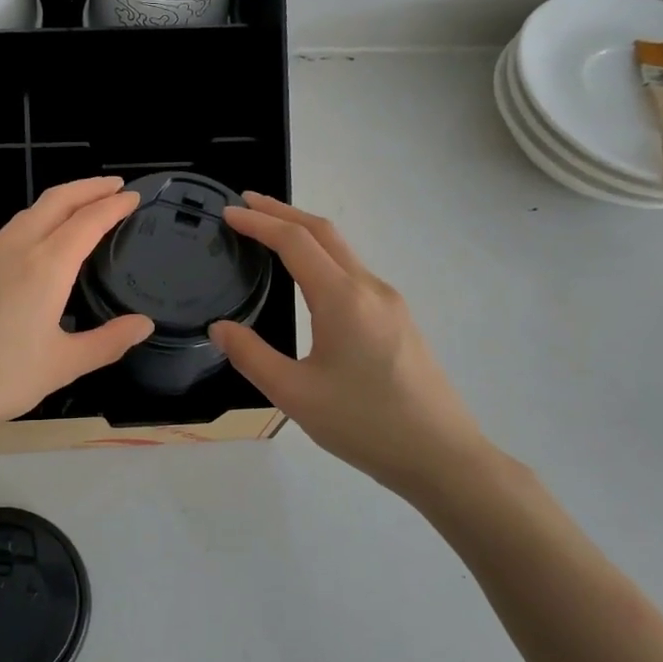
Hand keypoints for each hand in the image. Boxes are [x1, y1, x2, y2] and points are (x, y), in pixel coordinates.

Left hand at [0, 178, 153, 443]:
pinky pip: (8, 233)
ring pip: (28, 214)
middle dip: (88, 187)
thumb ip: (108, 341)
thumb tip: (143, 324)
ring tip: (82, 211)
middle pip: (56, 201)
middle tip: (115, 186)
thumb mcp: (62, 365)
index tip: (134, 197)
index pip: (87, 221)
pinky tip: (38, 247)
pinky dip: (35, 224)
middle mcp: (14, 248)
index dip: (114, 205)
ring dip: (60, 204)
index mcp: (44, 267)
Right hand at [209, 194, 498, 497]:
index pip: (295, 241)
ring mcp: (390, 303)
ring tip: (271, 234)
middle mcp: (370, 288)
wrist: (442, 456)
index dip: (259, 222)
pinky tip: (310, 277)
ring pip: (343, 251)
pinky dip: (323, 257)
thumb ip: (252, 356)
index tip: (228, 213)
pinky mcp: (399, 320)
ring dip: (305, 233)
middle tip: (246, 205)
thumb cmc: (365, 424)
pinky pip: (355, 272)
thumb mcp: (295, 395)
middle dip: (283, 212)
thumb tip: (220, 328)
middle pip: (324, 232)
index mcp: (343, 298)